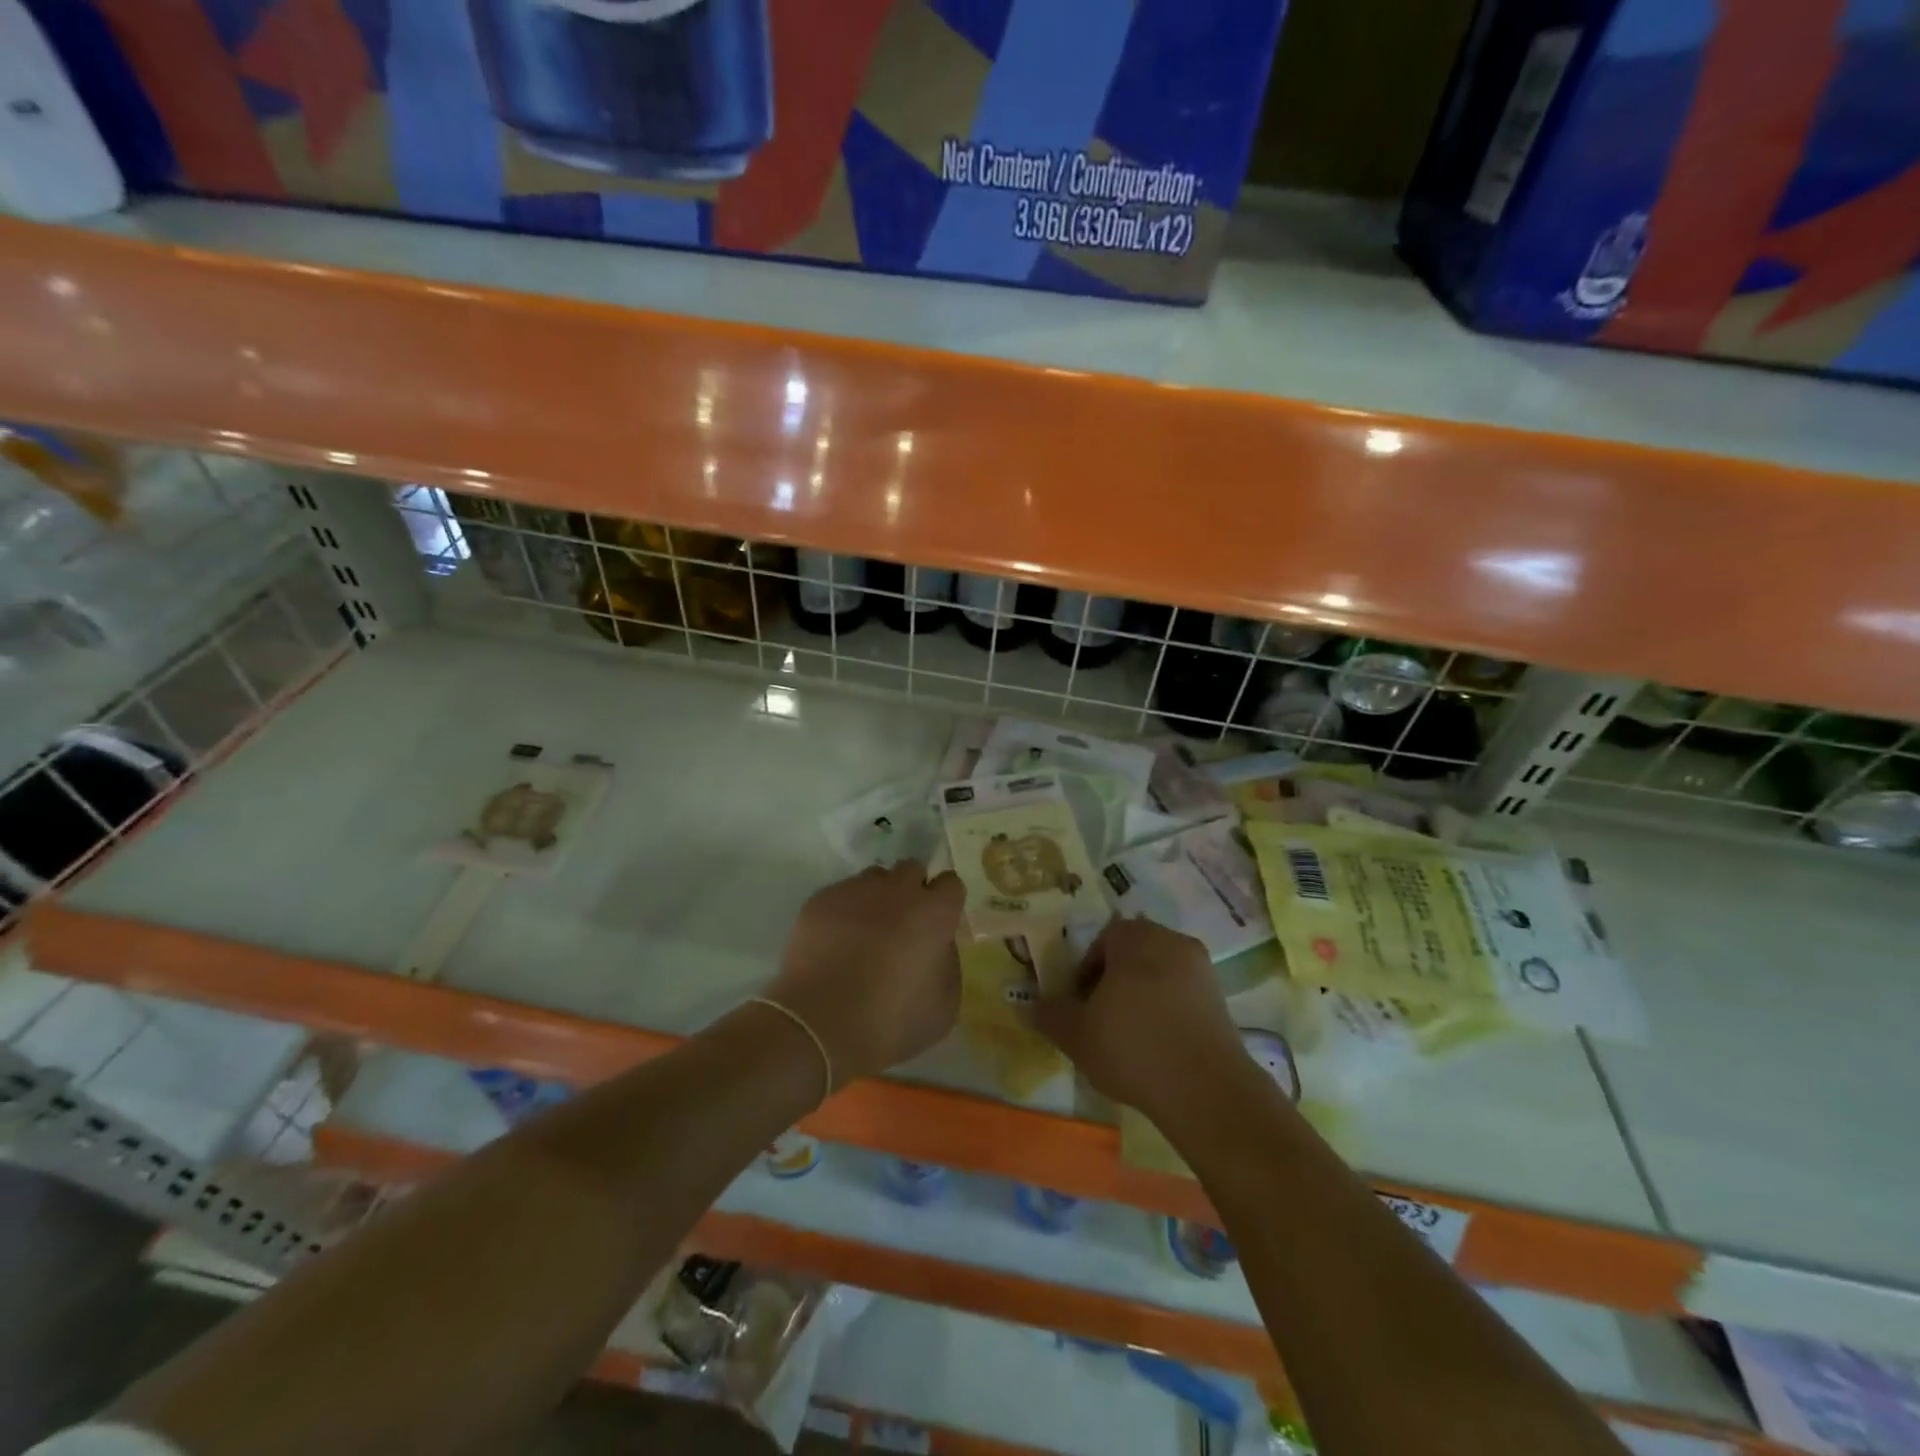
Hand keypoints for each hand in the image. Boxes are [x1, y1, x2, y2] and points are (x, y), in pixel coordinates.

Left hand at [762, 862, 964, 1086]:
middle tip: (903, 925)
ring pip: (874, 878)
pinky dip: (844, 910)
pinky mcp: (821, 899)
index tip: (938, 923)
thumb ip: (948, 965)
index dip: (945, 902)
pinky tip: (836, 942)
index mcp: (933, 914)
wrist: (818, 1025)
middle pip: (911, 870)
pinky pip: (841, 894)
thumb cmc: (889, 1023)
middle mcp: (897, 890)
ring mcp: (855, 890)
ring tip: (866, 932)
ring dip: (877, 897)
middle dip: (911, 890)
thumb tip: (938, 946)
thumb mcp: (942, 1009)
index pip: (950, 883)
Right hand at [1032, 917, 1245, 1128]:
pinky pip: (1184, 996)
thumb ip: (1050, 1015)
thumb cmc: (1132, 1047)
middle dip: (1115, 981)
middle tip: (1100, 1018)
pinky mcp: (1221, 1000)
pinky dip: (1168, 1012)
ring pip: (1159, 974)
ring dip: (1142, 996)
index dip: (1086, 972)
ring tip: (1129, 1036)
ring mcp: (1202, 970)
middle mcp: (1171, 941)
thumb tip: (1029, 1005)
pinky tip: (1159, 1047)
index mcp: (1135, 936)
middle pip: (1133, 954)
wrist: (1206, 1089)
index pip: (1102, 941)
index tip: (1080, 1004)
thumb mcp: (1076, 1034)